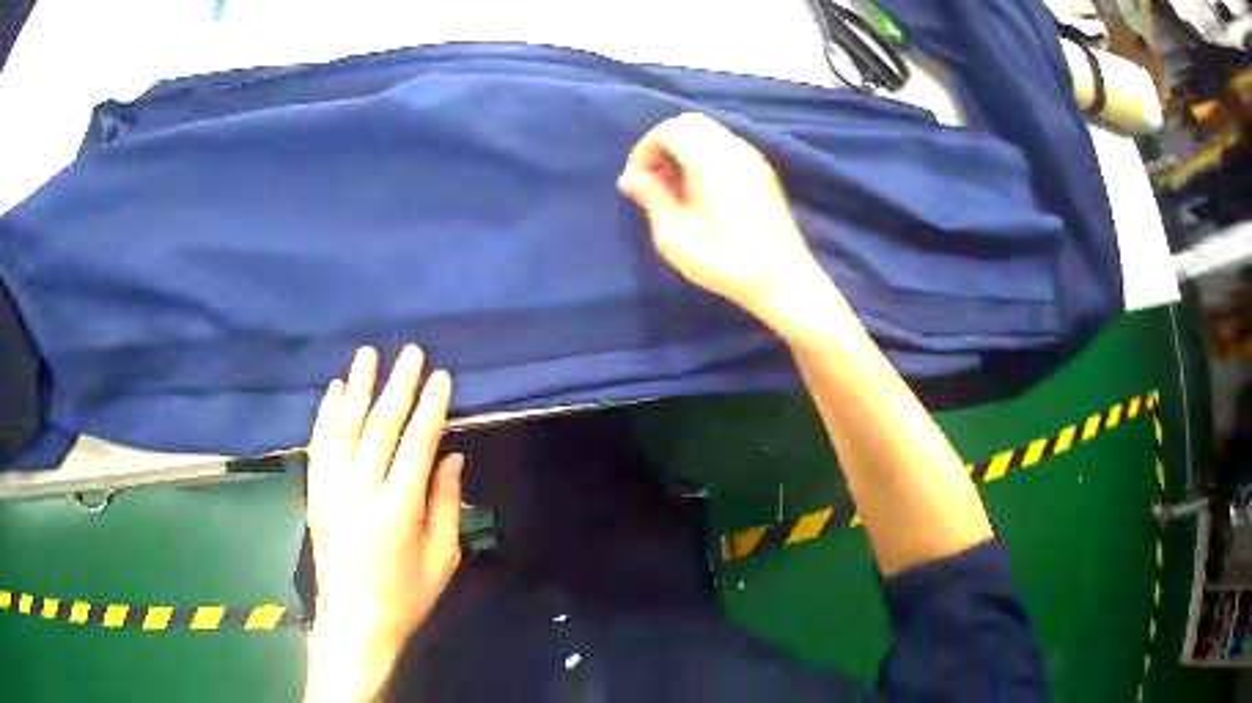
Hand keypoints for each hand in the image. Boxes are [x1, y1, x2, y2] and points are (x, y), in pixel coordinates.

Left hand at [304, 345, 462, 701]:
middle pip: (380, 427)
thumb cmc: (405, 596)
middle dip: (398, 387)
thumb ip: (446, 505)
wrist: (353, 620)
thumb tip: (451, 456)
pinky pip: (319, 445)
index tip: (440, 377)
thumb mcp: (441, 559)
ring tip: (368, 354)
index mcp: (398, 510)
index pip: (416, 445)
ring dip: (358, 388)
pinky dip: (326, 414)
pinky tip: (335, 390)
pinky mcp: (315, 493)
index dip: (430, 408)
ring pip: (345, 428)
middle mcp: (362, 492)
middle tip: (410, 353)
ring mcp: (332, 490)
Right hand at [617, 112, 840, 336]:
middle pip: (691, 122)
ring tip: (672, 187)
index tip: (636, 180)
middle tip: (652, 178)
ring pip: (709, 131)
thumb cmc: (726, 263)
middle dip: (663, 143)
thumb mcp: (676, 238)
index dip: (645, 148)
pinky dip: (703, 154)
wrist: (784, 281)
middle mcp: (735, 150)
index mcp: (713, 162)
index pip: (671, 129)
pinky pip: (724, 145)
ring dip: (683, 148)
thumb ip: (652, 199)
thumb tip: (630, 178)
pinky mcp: (762, 171)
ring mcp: (753, 159)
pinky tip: (698, 190)